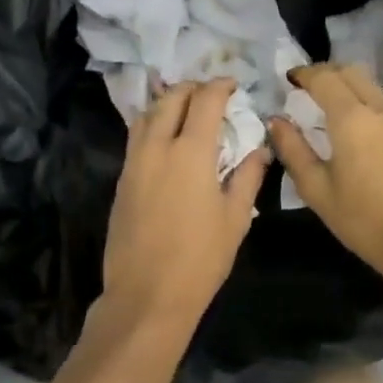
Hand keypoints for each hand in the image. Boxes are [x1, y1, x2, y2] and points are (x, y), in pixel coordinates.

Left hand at [100, 79, 268, 334]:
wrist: (146, 296)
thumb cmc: (200, 259)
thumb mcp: (235, 219)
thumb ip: (248, 176)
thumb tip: (259, 149)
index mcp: (191, 152)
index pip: (205, 100)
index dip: (220, 86)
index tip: (233, 85)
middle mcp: (158, 146)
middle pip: (172, 98)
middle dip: (193, 88)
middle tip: (211, 95)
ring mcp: (135, 161)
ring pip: (148, 113)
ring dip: (169, 102)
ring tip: (188, 110)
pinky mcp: (122, 179)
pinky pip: (137, 135)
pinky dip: (154, 123)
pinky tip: (168, 138)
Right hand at [268, 63, 382, 282]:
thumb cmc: (364, 220)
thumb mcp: (317, 190)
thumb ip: (293, 150)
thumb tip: (276, 121)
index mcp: (352, 118)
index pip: (324, 78)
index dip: (303, 74)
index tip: (287, 80)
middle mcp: (378, 108)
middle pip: (349, 71)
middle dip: (324, 72)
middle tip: (303, 87)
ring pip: (367, 83)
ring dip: (343, 83)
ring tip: (322, 103)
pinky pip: (379, 100)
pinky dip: (359, 97)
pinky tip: (348, 122)